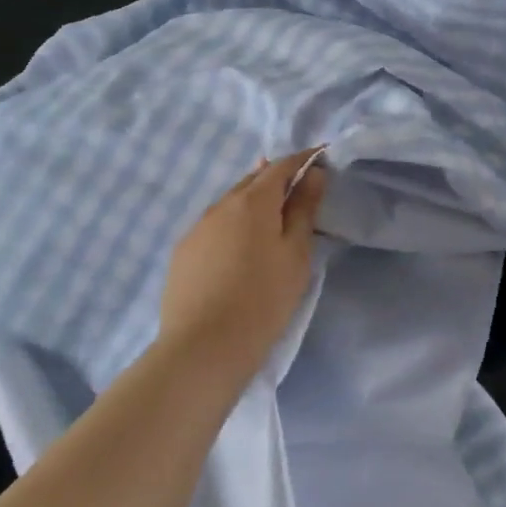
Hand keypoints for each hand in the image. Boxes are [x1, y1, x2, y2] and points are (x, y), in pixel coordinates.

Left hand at [157, 149, 328, 372]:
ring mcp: (197, 228)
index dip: (303, 159)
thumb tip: (313, 174)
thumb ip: (304, 210)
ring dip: (254, 201)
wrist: (203, 348)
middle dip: (277, 177)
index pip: (281, 165)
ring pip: (231, 202)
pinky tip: (241, 246)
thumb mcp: (295, 254)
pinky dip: (234, 224)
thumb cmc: (263, 299)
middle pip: (253, 179)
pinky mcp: (183, 252)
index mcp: (252, 201)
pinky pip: (214, 225)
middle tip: (300, 189)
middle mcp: (220, 204)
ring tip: (272, 218)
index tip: (323, 159)